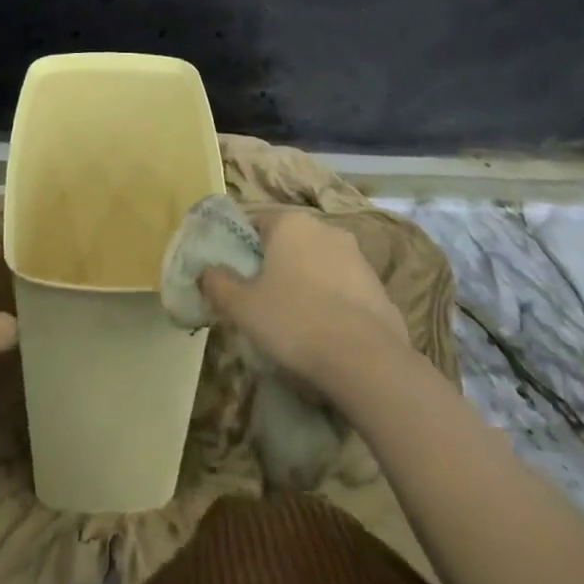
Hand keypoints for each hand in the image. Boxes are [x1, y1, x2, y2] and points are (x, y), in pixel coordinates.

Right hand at [199, 210, 409, 394]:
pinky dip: (333, 303)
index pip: (255, 224)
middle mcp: (324, 228)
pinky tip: (327, 334)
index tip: (238, 280)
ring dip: (306, 283)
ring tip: (297, 323)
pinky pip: (344, 288)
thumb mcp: (243, 307)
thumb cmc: (295, 321)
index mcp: (289, 223)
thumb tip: (205, 271)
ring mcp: (356, 255)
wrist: (367, 361)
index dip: (242, 251)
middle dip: (276, 266)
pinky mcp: (378, 285)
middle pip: (288, 243)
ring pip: (318, 264)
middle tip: (263, 302)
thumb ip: (218, 284)